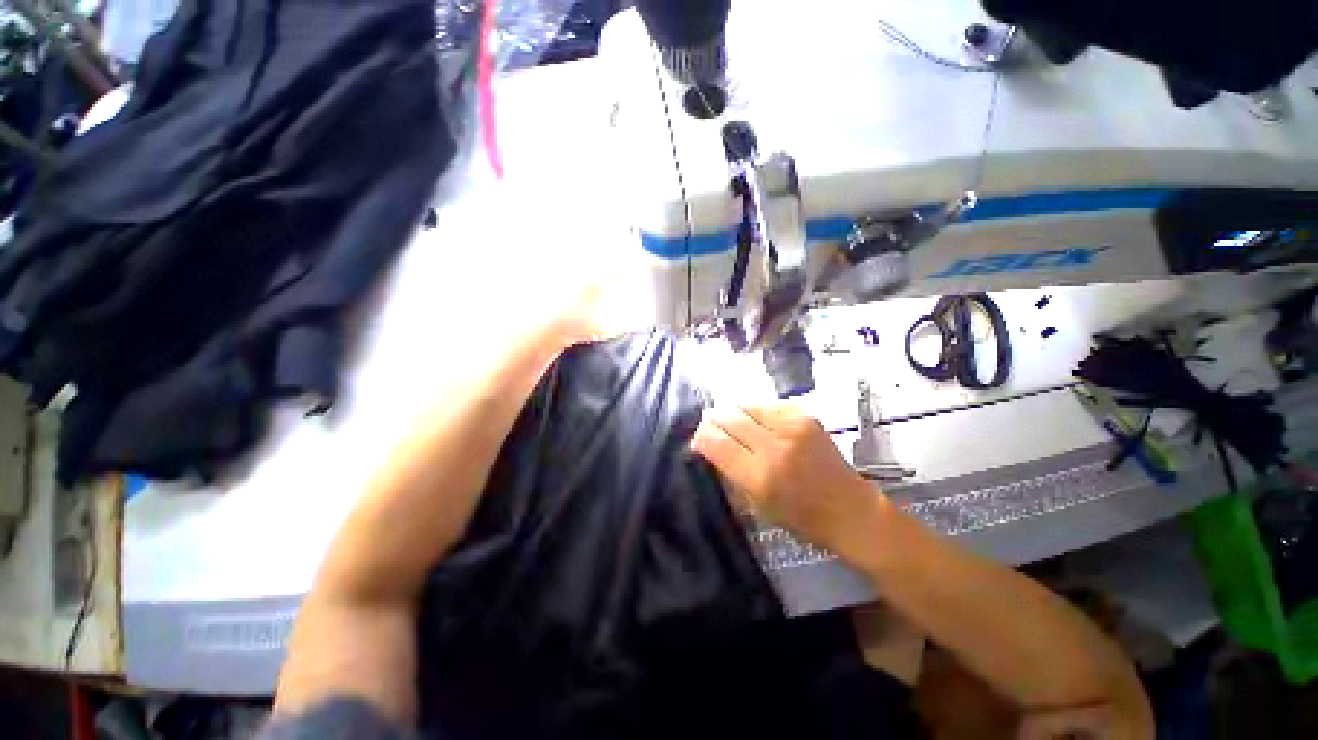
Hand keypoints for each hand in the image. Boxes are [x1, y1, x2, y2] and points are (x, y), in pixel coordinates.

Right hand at [690, 403, 888, 561]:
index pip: (716, 443)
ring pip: (746, 405)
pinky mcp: (805, 416)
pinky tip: (755, 418)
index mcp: (759, 476)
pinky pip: (768, 404)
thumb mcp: (757, 505)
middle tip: (710, 425)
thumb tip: (708, 446)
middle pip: (728, 419)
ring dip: (732, 411)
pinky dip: (755, 410)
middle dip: (713, 420)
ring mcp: (791, 427)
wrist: (850, 509)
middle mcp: (773, 447)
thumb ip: (730, 472)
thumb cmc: (800, 518)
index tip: (697, 440)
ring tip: (729, 419)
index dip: (701, 437)